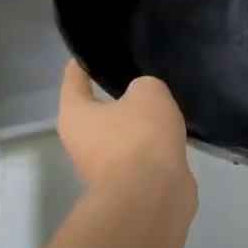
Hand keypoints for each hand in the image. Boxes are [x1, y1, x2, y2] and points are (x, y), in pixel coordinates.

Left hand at [58, 60, 193, 197]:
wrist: (153, 195)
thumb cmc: (140, 136)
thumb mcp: (148, 92)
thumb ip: (144, 86)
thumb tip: (144, 99)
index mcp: (75, 115)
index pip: (74, 79)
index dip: (83, 63)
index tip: (93, 52)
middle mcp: (81, 143)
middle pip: (97, 111)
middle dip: (117, 97)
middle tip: (142, 78)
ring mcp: (103, 168)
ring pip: (121, 135)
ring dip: (139, 125)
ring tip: (165, 106)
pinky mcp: (128, 185)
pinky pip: (140, 155)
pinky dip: (153, 147)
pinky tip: (173, 135)